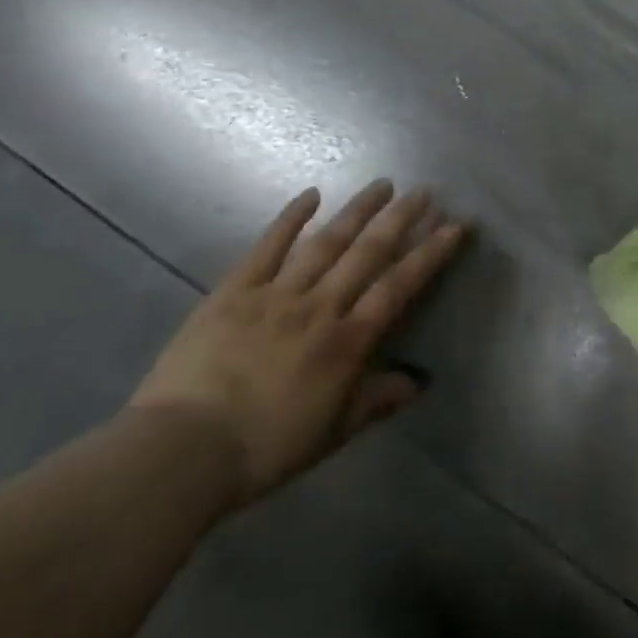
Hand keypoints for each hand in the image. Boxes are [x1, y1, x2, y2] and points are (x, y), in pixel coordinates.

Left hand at [128, 181, 468, 507]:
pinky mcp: (235, 291)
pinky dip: (290, 218)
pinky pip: (267, 247)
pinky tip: (311, 194)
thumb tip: (418, 383)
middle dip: (400, 219)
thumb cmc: (264, 449)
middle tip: (423, 190)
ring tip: (382, 184)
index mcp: (346, 341)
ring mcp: (277, 294)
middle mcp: (320, 307)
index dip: (429, 254)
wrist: (182, 452)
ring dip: (357, 210)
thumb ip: (375, 401)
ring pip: (326, 241)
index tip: (454, 225)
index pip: (398, 286)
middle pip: (368, 253)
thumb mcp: (331, 433)